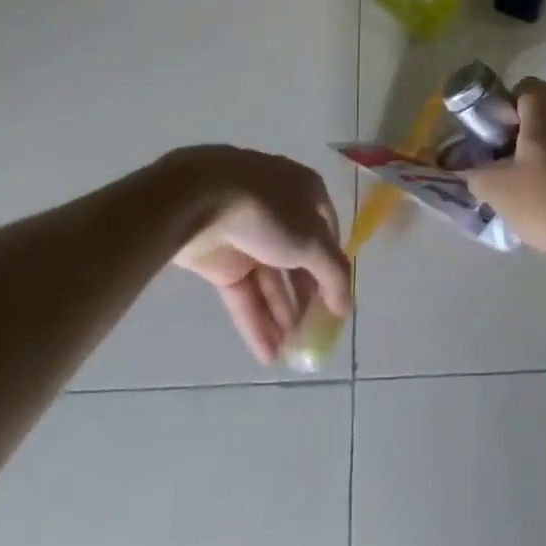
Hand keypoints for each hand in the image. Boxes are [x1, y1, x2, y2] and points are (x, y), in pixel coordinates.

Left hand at [164, 146, 352, 363]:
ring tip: (293, 354)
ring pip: (270, 279)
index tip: (338, 299)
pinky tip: (268, 354)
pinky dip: (256, 321)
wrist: (198, 200)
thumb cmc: (268, 211)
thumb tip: (347, 304)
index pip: (327, 230)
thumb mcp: (311, 240)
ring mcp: (247, 234)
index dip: (333, 264)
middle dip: (306, 296)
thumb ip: (333, 274)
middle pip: (298, 258)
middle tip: (314, 334)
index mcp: (304, 191)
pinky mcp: (220, 258)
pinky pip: (244, 293)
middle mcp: (278, 210)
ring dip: (282, 314)